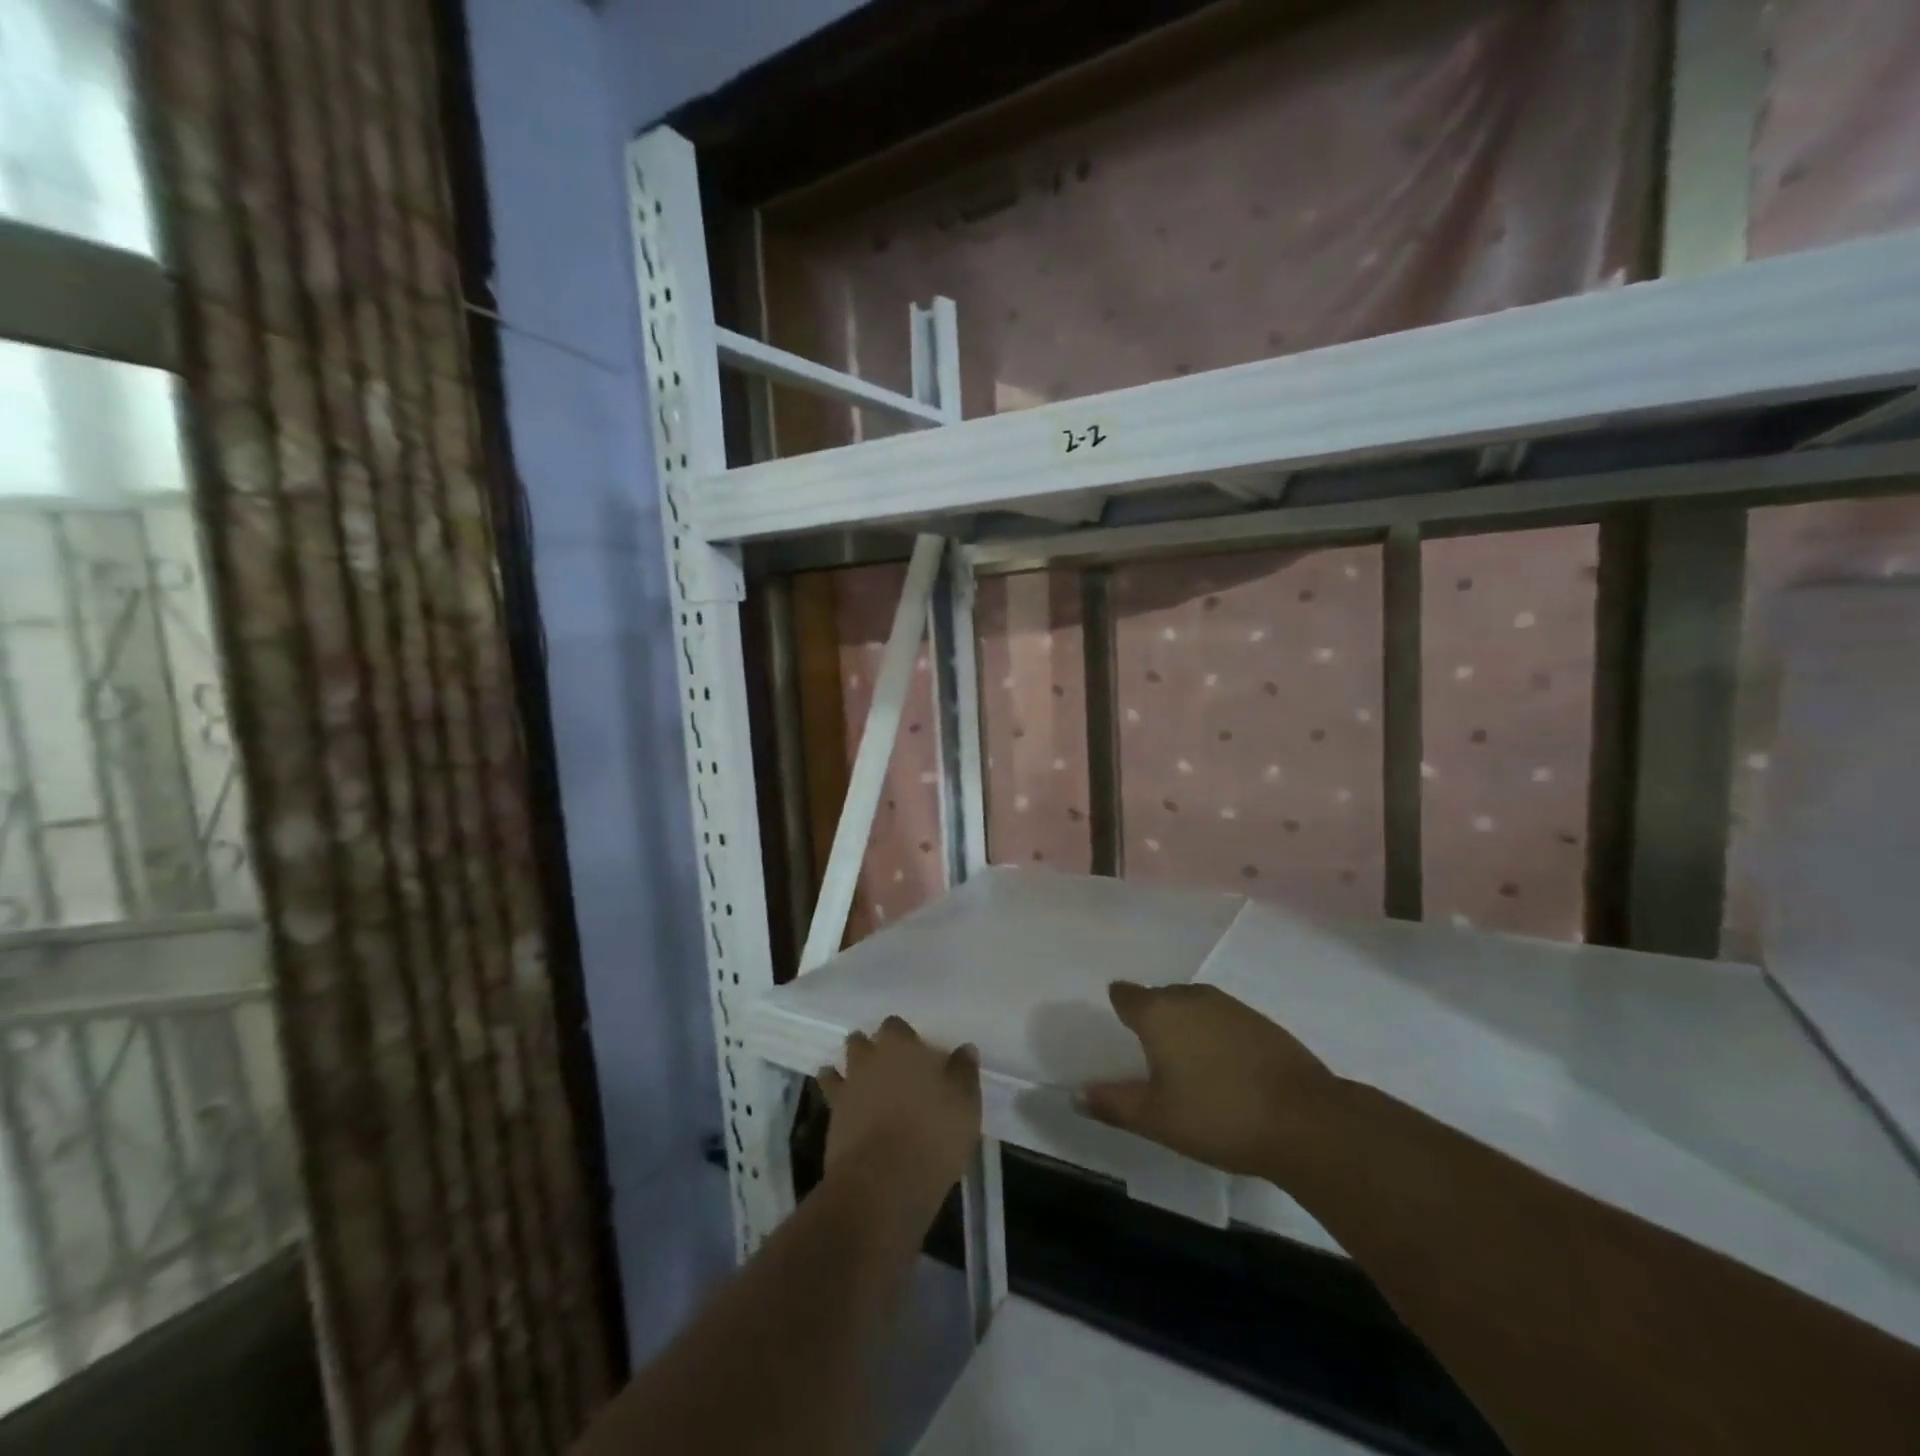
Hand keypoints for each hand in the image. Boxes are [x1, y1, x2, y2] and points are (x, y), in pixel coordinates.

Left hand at [818, 1017, 981, 1202]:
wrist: (883, 1181)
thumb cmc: (933, 1133)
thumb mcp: (965, 1102)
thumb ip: (964, 1071)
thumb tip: (965, 1049)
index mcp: (900, 1045)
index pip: (895, 1025)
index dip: (903, 1036)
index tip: (915, 1050)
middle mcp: (869, 1058)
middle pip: (862, 1042)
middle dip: (870, 1049)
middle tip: (887, 1065)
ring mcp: (847, 1088)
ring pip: (841, 1067)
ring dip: (849, 1070)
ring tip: (861, 1081)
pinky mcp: (832, 1119)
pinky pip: (830, 1097)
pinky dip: (836, 1097)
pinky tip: (845, 1106)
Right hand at [1078, 982, 1339, 1177]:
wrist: (1305, 1120)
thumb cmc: (1217, 1116)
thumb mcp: (1156, 1118)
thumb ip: (1112, 1103)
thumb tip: (1075, 1093)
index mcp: (1158, 1012)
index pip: (1125, 994)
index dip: (1119, 1008)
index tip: (1119, 1032)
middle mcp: (1190, 996)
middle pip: (1160, 998)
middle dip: (1153, 1019)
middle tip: (1151, 1057)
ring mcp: (1229, 1005)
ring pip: (1193, 1006)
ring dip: (1186, 1027)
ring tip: (1187, 1065)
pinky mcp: (1260, 1021)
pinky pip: (1222, 1019)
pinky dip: (1215, 1036)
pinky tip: (1224, 1069)